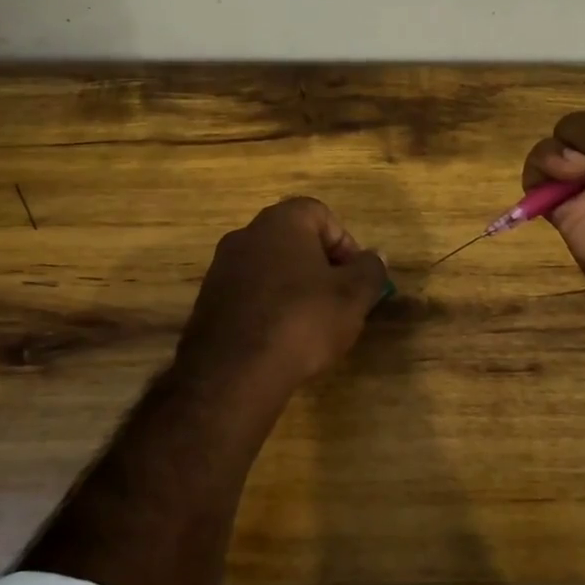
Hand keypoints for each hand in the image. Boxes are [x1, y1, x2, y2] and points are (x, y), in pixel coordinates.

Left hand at [175, 197, 388, 401]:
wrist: (234, 371)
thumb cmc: (302, 320)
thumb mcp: (353, 296)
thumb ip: (370, 270)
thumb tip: (375, 256)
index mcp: (280, 221)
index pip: (320, 214)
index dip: (344, 243)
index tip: (355, 278)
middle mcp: (246, 234)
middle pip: (293, 239)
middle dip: (320, 267)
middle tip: (338, 301)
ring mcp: (222, 267)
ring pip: (270, 267)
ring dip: (294, 287)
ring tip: (311, 325)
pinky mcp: (208, 301)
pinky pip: (249, 293)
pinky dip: (268, 307)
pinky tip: (281, 338)